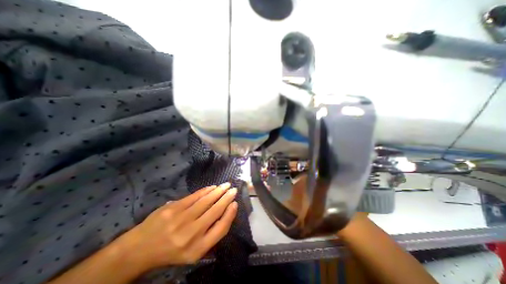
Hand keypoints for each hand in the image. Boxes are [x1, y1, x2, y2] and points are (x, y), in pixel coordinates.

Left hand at [120, 183, 238, 269]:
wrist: (140, 248)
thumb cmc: (172, 251)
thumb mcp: (194, 252)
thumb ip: (211, 235)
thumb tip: (226, 213)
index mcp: (198, 248)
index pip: (221, 228)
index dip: (230, 214)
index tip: (235, 204)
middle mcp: (191, 234)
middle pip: (215, 211)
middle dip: (227, 198)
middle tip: (233, 189)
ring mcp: (181, 219)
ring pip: (206, 201)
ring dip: (218, 191)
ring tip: (226, 185)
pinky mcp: (173, 208)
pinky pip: (194, 196)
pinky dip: (206, 190)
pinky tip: (212, 187)